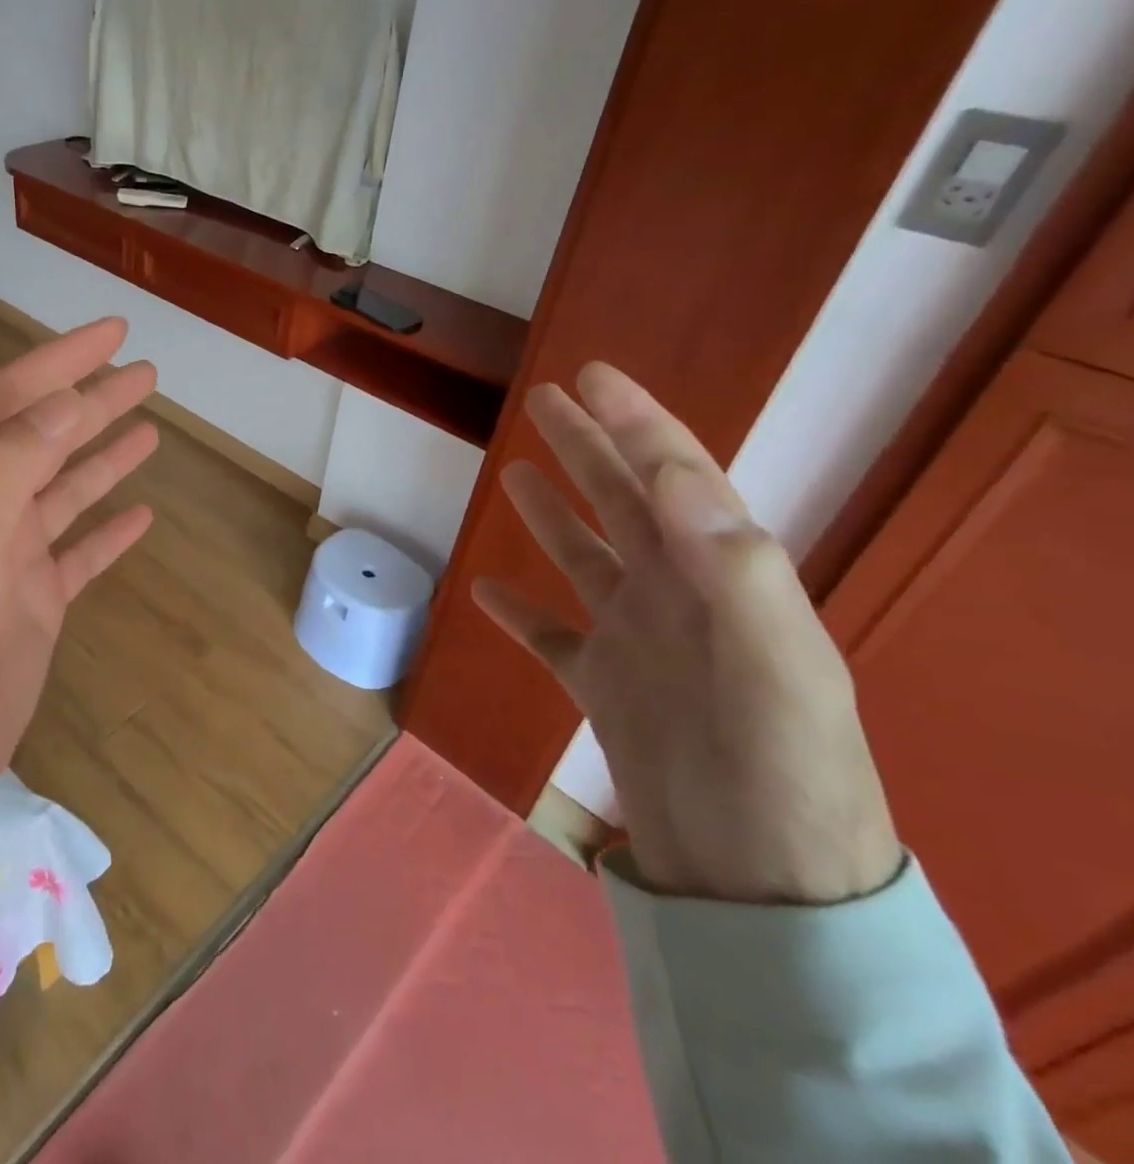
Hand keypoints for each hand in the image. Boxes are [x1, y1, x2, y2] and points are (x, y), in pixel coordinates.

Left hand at [0, 318, 157, 800]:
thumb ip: (8, 461)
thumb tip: (65, 400)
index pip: (13, 402)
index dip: (60, 361)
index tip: (112, 333)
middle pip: (46, 439)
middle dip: (93, 400)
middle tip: (146, 372)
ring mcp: (11, 558)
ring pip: (66, 491)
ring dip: (104, 457)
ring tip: (150, 427)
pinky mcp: (36, 603)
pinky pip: (80, 553)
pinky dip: (108, 531)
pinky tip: (142, 516)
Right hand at [472, 363, 900, 905]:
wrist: (758, 885)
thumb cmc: (775, 770)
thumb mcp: (772, 664)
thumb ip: (731, 566)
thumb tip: (674, 474)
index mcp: (720, 576)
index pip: (673, 476)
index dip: (634, 421)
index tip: (591, 375)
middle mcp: (676, 595)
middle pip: (623, 502)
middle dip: (588, 445)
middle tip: (546, 399)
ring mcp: (635, 639)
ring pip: (585, 558)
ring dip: (552, 512)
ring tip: (515, 471)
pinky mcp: (600, 685)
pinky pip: (552, 634)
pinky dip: (520, 611)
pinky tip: (486, 589)